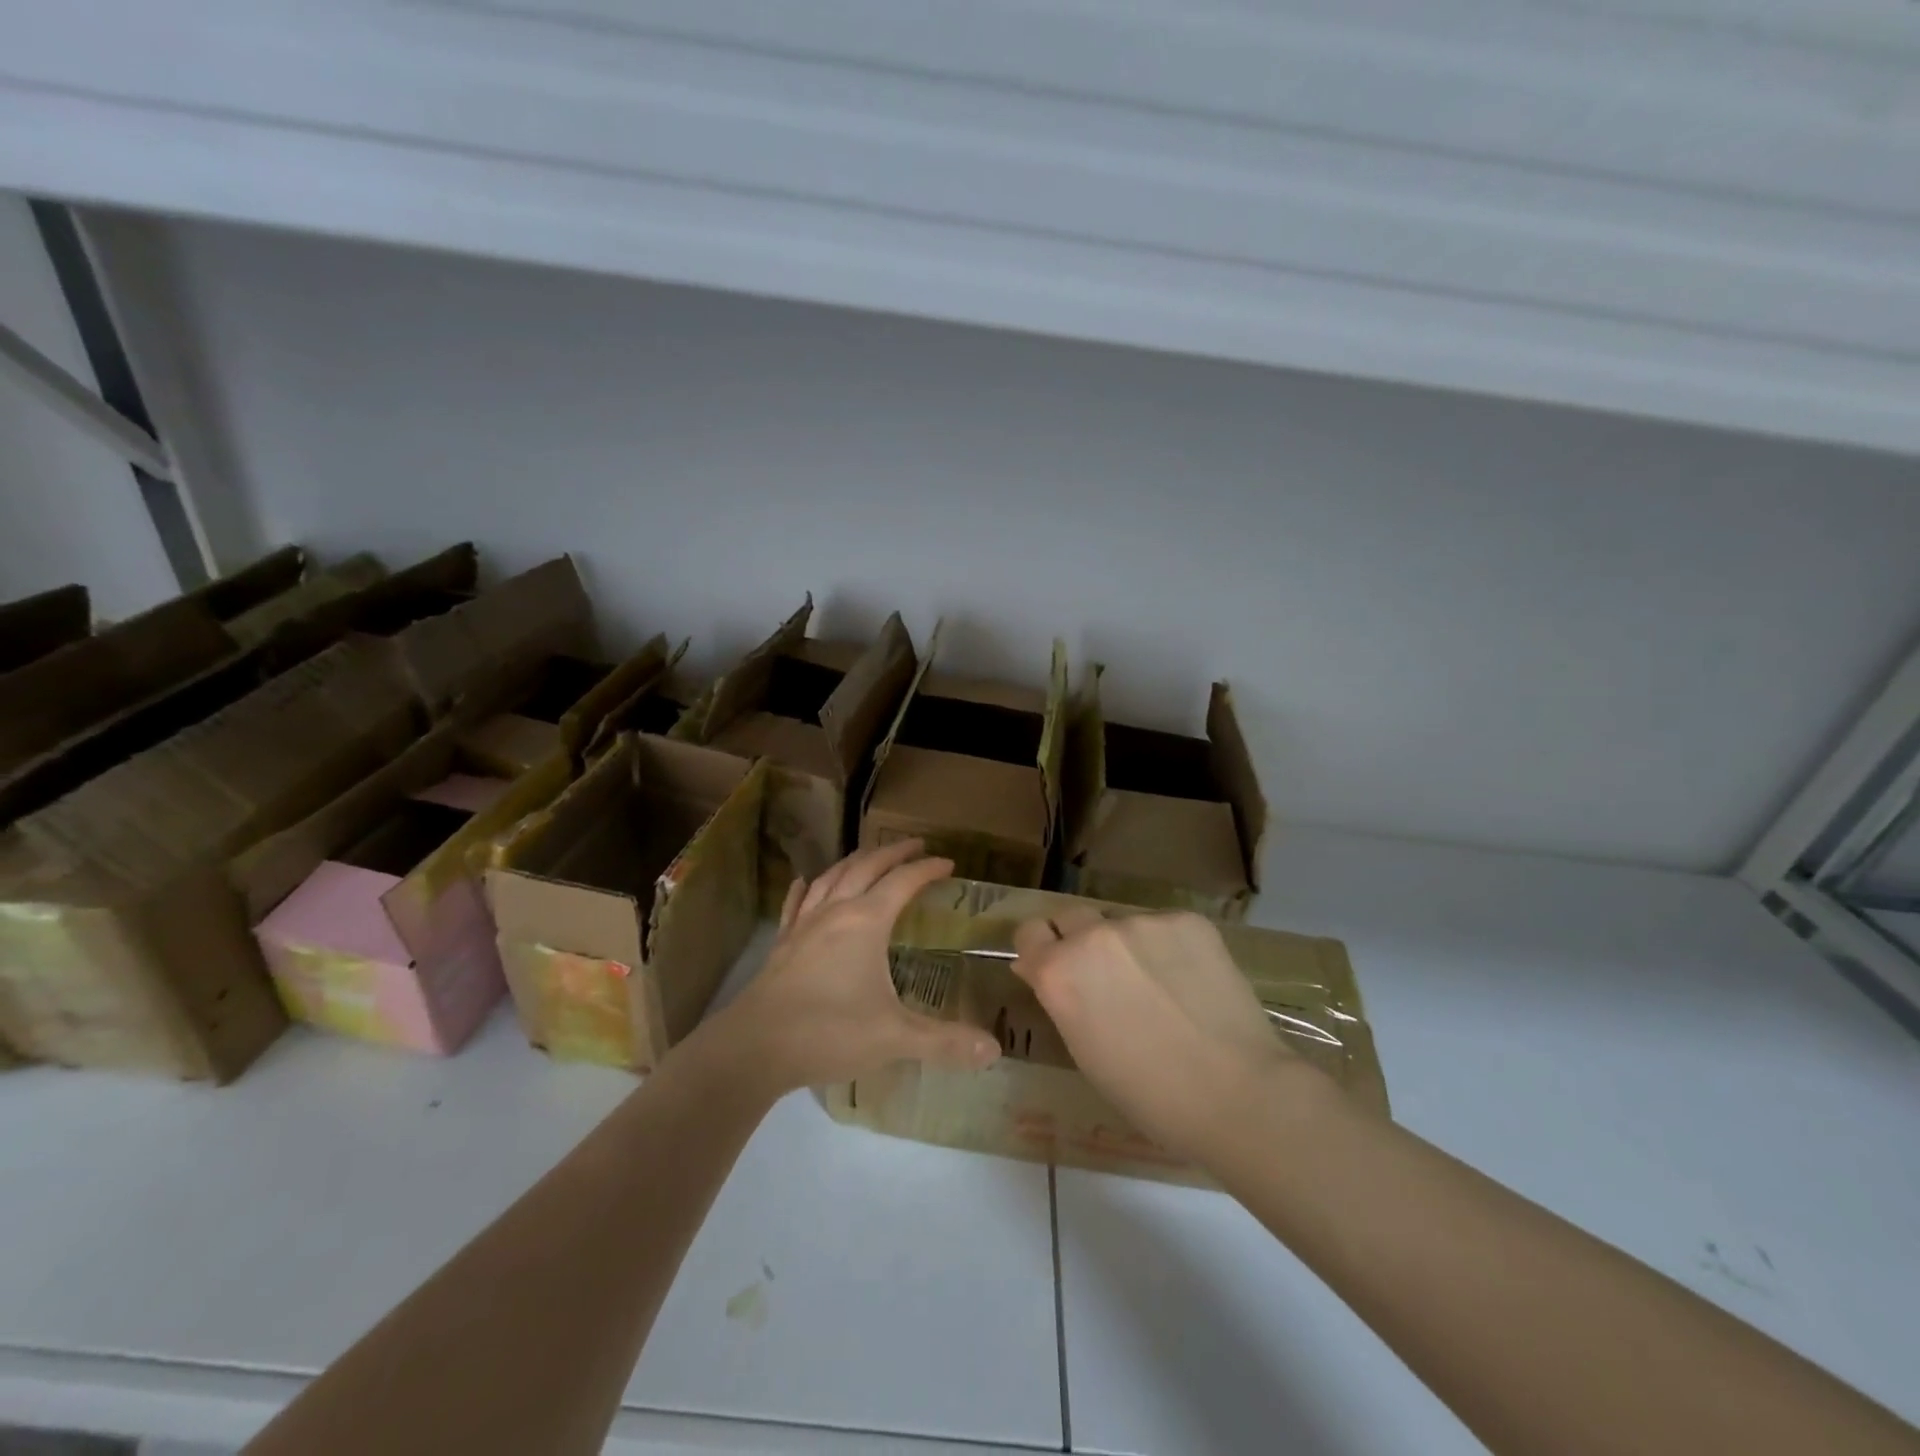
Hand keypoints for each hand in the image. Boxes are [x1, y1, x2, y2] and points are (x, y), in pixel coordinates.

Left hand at [716, 840, 1001, 1096]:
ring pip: (832, 878)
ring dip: (855, 861)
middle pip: (867, 867)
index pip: (903, 882)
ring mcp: (804, 925)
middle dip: (893, 852)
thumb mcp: (894, 1037)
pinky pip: (796, 904)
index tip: (948, 863)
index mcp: (866, 922)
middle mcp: (835, 912)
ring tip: (869, 856)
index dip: (927, 870)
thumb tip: (994, 1051)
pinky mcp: (783, 944)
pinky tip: (806, 883)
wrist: (754, 1047)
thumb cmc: (829, 1032)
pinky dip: (807, 888)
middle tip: (914, 844)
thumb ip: (944, 1041)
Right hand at [1011, 909, 1313, 1161]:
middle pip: (1070, 916)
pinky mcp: (1187, 920)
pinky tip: (1191, 981)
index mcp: (1058, 971)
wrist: (1237, 1092)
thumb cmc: (1148, 1094)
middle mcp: (1093, 935)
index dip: (1039, 950)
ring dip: (1125, 944)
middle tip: (1103, 976)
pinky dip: (1168, 947)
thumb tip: (1039, 969)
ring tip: (1158, 983)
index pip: (1029, 933)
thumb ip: (1061, 999)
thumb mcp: (1084, 1051)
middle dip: (1077, 939)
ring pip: (1120, 921)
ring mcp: (1142, 922)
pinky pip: (1164, 926)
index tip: (1052, 967)